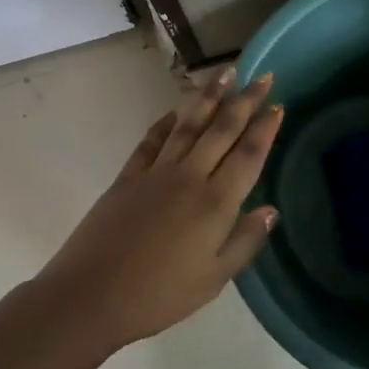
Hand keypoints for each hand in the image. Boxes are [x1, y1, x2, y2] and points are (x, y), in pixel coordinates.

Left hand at [39, 67, 282, 349]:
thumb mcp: (213, 280)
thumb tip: (271, 210)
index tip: (278, 104)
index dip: (265, 128)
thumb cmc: (159, 295)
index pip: (248, 155)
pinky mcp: (128, 176)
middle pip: (222, 130)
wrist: (91, 295)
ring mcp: (156, 172)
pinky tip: (176, 110)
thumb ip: (245, 241)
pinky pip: (152, 139)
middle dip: (245, 100)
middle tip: (263, 76)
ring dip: (208, 96)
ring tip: (225, 73)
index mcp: (215, 203)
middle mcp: (189, 177)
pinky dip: (166, 121)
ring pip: (188, 125)